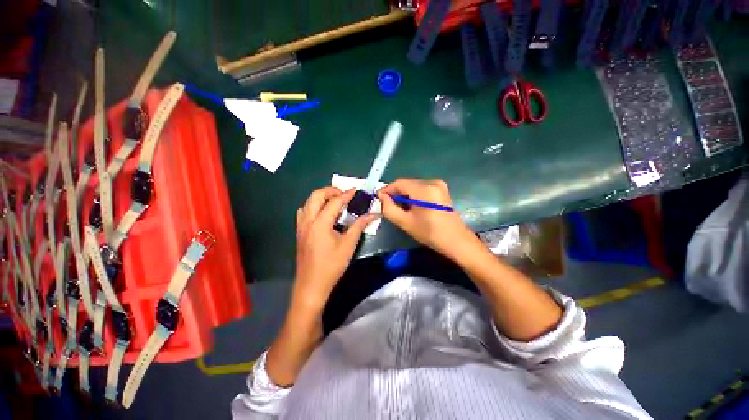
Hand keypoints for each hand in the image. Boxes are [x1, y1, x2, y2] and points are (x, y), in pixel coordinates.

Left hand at [293, 187, 377, 311]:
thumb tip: (372, 215)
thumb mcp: (348, 245)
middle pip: (315, 196)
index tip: (356, 190)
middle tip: (343, 194)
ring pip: (307, 203)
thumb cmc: (332, 266)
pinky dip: (313, 206)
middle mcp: (308, 221)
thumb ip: (359, 226)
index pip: (334, 202)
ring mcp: (301, 227)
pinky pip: (304, 212)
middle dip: (330, 191)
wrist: (312, 286)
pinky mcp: (300, 233)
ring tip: (334, 202)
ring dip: (320, 197)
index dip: (347, 194)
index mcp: (320, 223)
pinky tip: (323, 214)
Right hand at [378, 179, 476, 260]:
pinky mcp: (441, 190)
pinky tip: (411, 207)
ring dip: (404, 195)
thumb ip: (389, 208)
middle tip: (387, 205)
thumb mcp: (405, 222)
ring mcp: (439, 185)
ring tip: (399, 208)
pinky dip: (413, 196)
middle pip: (407, 184)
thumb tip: (382, 197)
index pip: (400, 183)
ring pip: (414, 186)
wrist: (455, 241)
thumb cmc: (430, 233)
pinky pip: (421, 189)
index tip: (379, 199)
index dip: (387, 190)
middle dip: (396, 193)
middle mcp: (433, 182)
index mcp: (425, 189)